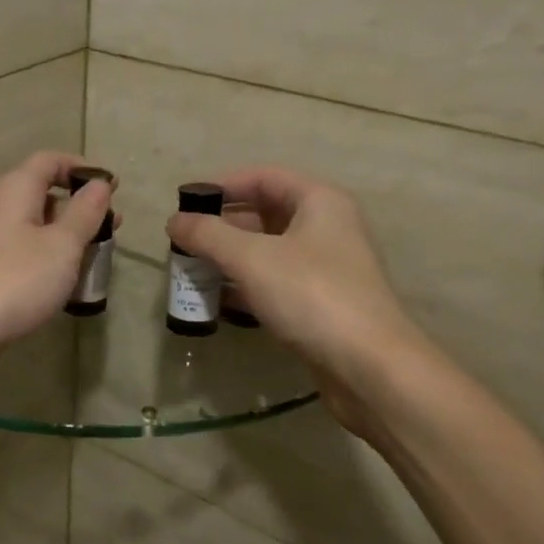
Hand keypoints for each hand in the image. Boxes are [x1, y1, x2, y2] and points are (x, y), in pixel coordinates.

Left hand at [0, 151, 115, 354]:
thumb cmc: (18, 278)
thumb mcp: (62, 243)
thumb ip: (85, 212)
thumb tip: (100, 184)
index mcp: (16, 189)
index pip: (50, 161)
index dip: (82, 168)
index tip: (112, 188)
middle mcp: (0, 207)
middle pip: (44, 193)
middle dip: (81, 207)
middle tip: (113, 227)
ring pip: (38, 226)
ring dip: (68, 236)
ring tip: (97, 256)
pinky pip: (27, 251)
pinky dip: (51, 258)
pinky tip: (69, 281)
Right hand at [168, 167, 419, 417]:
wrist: (369, 367)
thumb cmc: (311, 296)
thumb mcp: (251, 258)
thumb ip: (208, 235)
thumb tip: (174, 221)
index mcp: (319, 201)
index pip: (263, 177)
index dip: (222, 185)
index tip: (185, 202)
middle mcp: (326, 227)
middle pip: (264, 214)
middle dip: (221, 227)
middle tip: (183, 242)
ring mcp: (325, 268)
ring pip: (267, 252)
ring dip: (229, 259)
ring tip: (191, 271)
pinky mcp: (320, 304)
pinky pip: (274, 283)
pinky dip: (245, 287)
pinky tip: (217, 302)